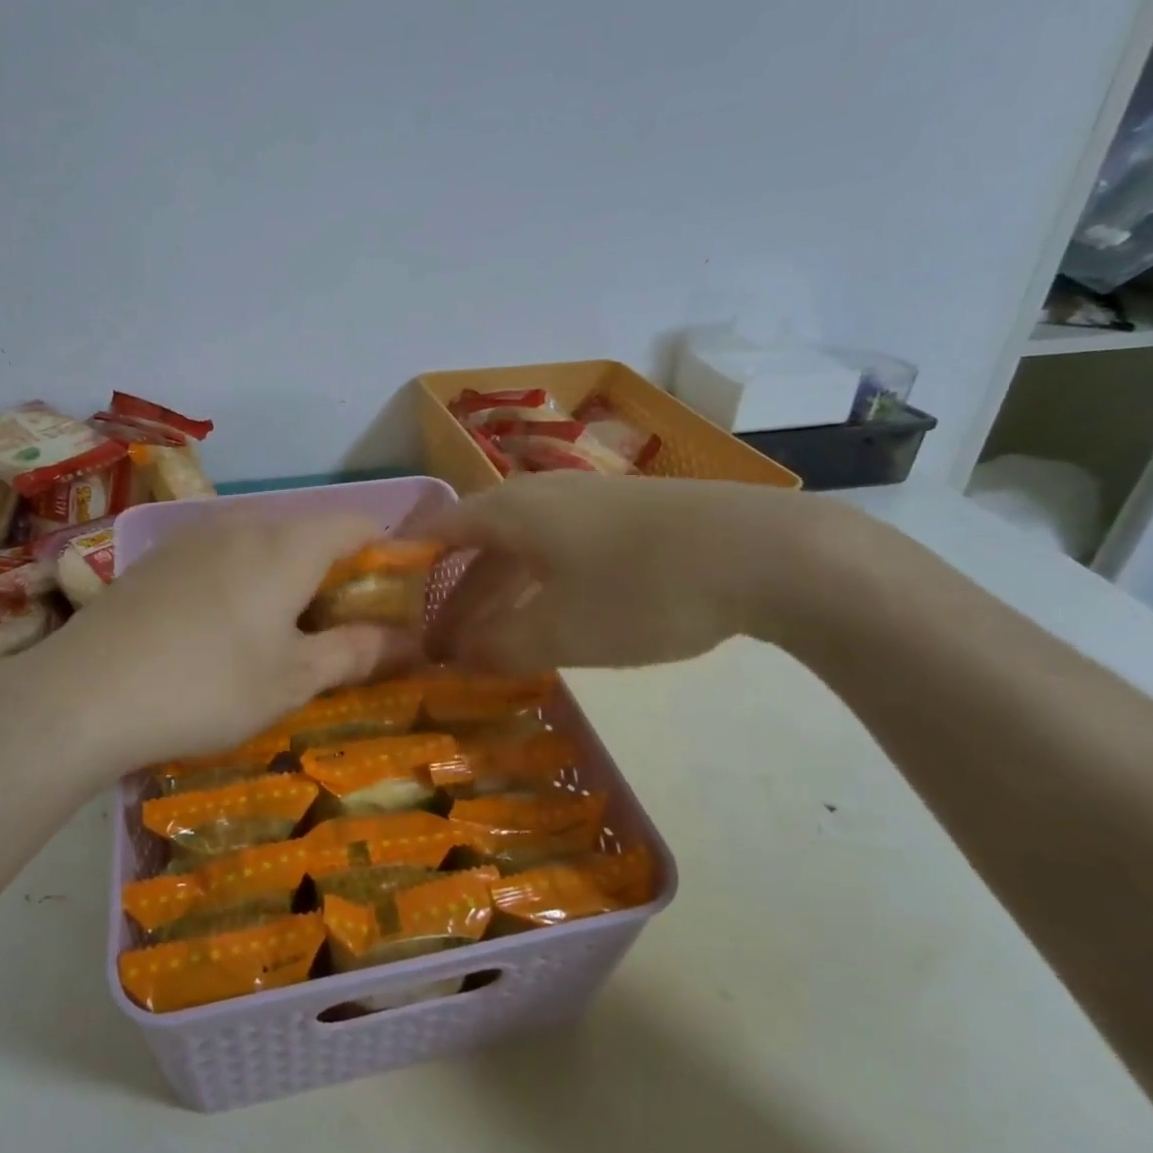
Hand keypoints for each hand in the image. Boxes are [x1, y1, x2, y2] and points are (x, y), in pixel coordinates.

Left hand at [14, 514, 412, 774]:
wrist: (85, 693)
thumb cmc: (207, 685)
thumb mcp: (293, 679)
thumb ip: (356, 652)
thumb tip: (411, 640)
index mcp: (288, 545)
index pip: (358, 526)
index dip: (388, 553)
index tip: (397, 596)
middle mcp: (244, 524)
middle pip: (310, 532)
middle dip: (337, 572)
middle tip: (342, 628)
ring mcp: (194, 536)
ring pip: (263, 543)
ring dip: (288, 576)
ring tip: (283, 630)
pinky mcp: (158, 557)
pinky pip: (222, 554)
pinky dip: (245, 578)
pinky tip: (223, 626)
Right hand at [416, 471, 835, 671]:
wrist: (768, 553)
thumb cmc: (643, 589)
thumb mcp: (560, 632)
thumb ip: (498, 647)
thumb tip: (457, 656)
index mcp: (509, 511)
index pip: (435, 531)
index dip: (404, 567)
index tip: (383, 607)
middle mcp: (539, 496)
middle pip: (476, 546)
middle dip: (452, 599)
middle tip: (437, 648)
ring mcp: (587, 503)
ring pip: (520, 552)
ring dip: (497, 598)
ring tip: (486, 647)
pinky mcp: (627, 519)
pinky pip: (558, 554)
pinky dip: (537, 589)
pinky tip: (550, 622)